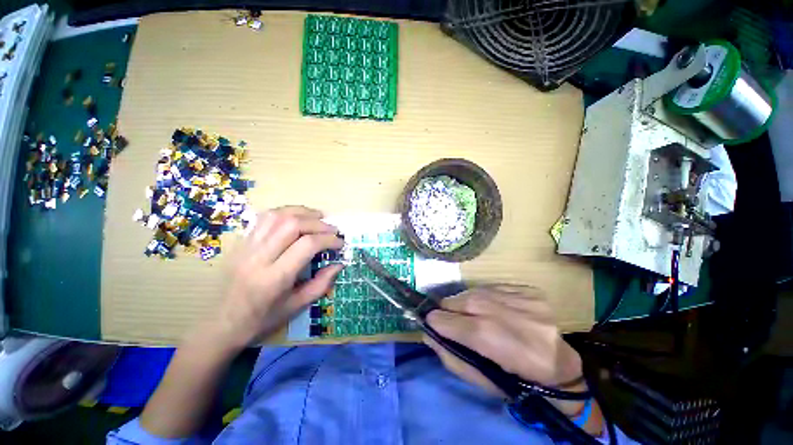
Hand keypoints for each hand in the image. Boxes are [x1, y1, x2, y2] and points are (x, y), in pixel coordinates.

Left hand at [213, 206, 343, 348]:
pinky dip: (285, 212)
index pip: (307, 245)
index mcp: (275, 278)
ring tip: (318, 217)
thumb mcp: (297, 307)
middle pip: (292, 225)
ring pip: (277, 216)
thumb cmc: (262, 319)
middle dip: (318, 223)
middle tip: (332, 230)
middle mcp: (259, 257)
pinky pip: (264, 218)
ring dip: (302, 212)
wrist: (221, 324)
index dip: (328, 239)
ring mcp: (247, 247)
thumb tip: (339, 264)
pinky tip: (296, 217)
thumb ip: (322, 284)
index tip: (340, 243)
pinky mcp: (241, 242)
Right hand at [425, 286, 584, 412]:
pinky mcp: (532, 292)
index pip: (468, 329)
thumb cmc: (518, 382)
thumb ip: (452, 358)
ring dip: (463, 299)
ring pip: (481, 292)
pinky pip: (494, 287)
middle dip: (449, 306)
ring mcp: (530, 303)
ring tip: (458, 308)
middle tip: (441, 312)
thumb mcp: (482, 381)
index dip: (442, 321)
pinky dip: (481, 294)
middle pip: (472, 304)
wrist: (560, 366)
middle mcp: (524, 323)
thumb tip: (428, 334)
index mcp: (515, 354)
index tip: (428, 320)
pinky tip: (481, 304)